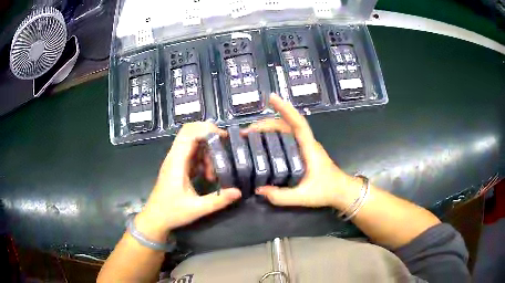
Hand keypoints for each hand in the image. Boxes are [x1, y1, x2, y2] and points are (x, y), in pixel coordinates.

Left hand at [136, 122, 241, 239]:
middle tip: (224, 147)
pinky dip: (203, 159)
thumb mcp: (197, 209)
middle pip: (191, 133)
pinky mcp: (177, 167)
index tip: (224, 137)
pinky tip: (208, 175)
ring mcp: (175, 161)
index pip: (189, 133)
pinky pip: (192, 155)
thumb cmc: (171, 212)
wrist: (155, 219)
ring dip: (207, 152)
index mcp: (176, 162)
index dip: (206, 129)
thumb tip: (238, 192)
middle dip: (209, 136)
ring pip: (193, 144)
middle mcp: (174, 157)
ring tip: (214, 173)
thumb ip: (218, 200)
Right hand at [243, 94, 361, 209]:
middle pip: (288, 124)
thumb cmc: (327, 191)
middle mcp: (307, 143)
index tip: (271, 98)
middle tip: (247, 131)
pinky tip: (263, 143)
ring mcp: (306, 146)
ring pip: (287, 130)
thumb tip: (259, 189)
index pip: (298, 123)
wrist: (342, 191)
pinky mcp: (304, 152)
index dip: (286, 109)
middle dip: (267, 123)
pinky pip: (287, 138)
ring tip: (251, 135)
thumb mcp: (304, 197)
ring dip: (269, 128)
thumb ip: (282, 196)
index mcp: (309, 148)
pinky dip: (274, 136)